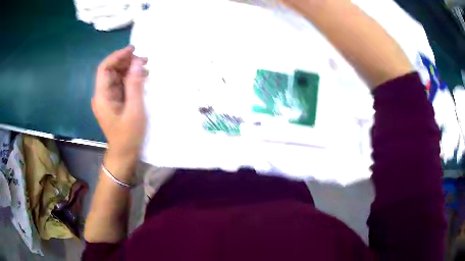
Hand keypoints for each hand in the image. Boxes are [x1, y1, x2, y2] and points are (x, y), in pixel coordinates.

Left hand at [92, 46, 147, 162]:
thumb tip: (137, 62)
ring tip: (145, 67)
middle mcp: (102, 95)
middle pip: (111, 70)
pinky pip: (120, 84)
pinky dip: (130, 78)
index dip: (117, 56)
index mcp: (102, 97)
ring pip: (116, 76)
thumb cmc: (128, 135)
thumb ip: (135, 85)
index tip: (133, 50)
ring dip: (129, 69)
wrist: (124, 154)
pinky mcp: (114, 101)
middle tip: (144, 60)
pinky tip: (141, 77)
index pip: (104, 69)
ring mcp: (108, 98)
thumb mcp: (134, 110)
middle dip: (126, 62)